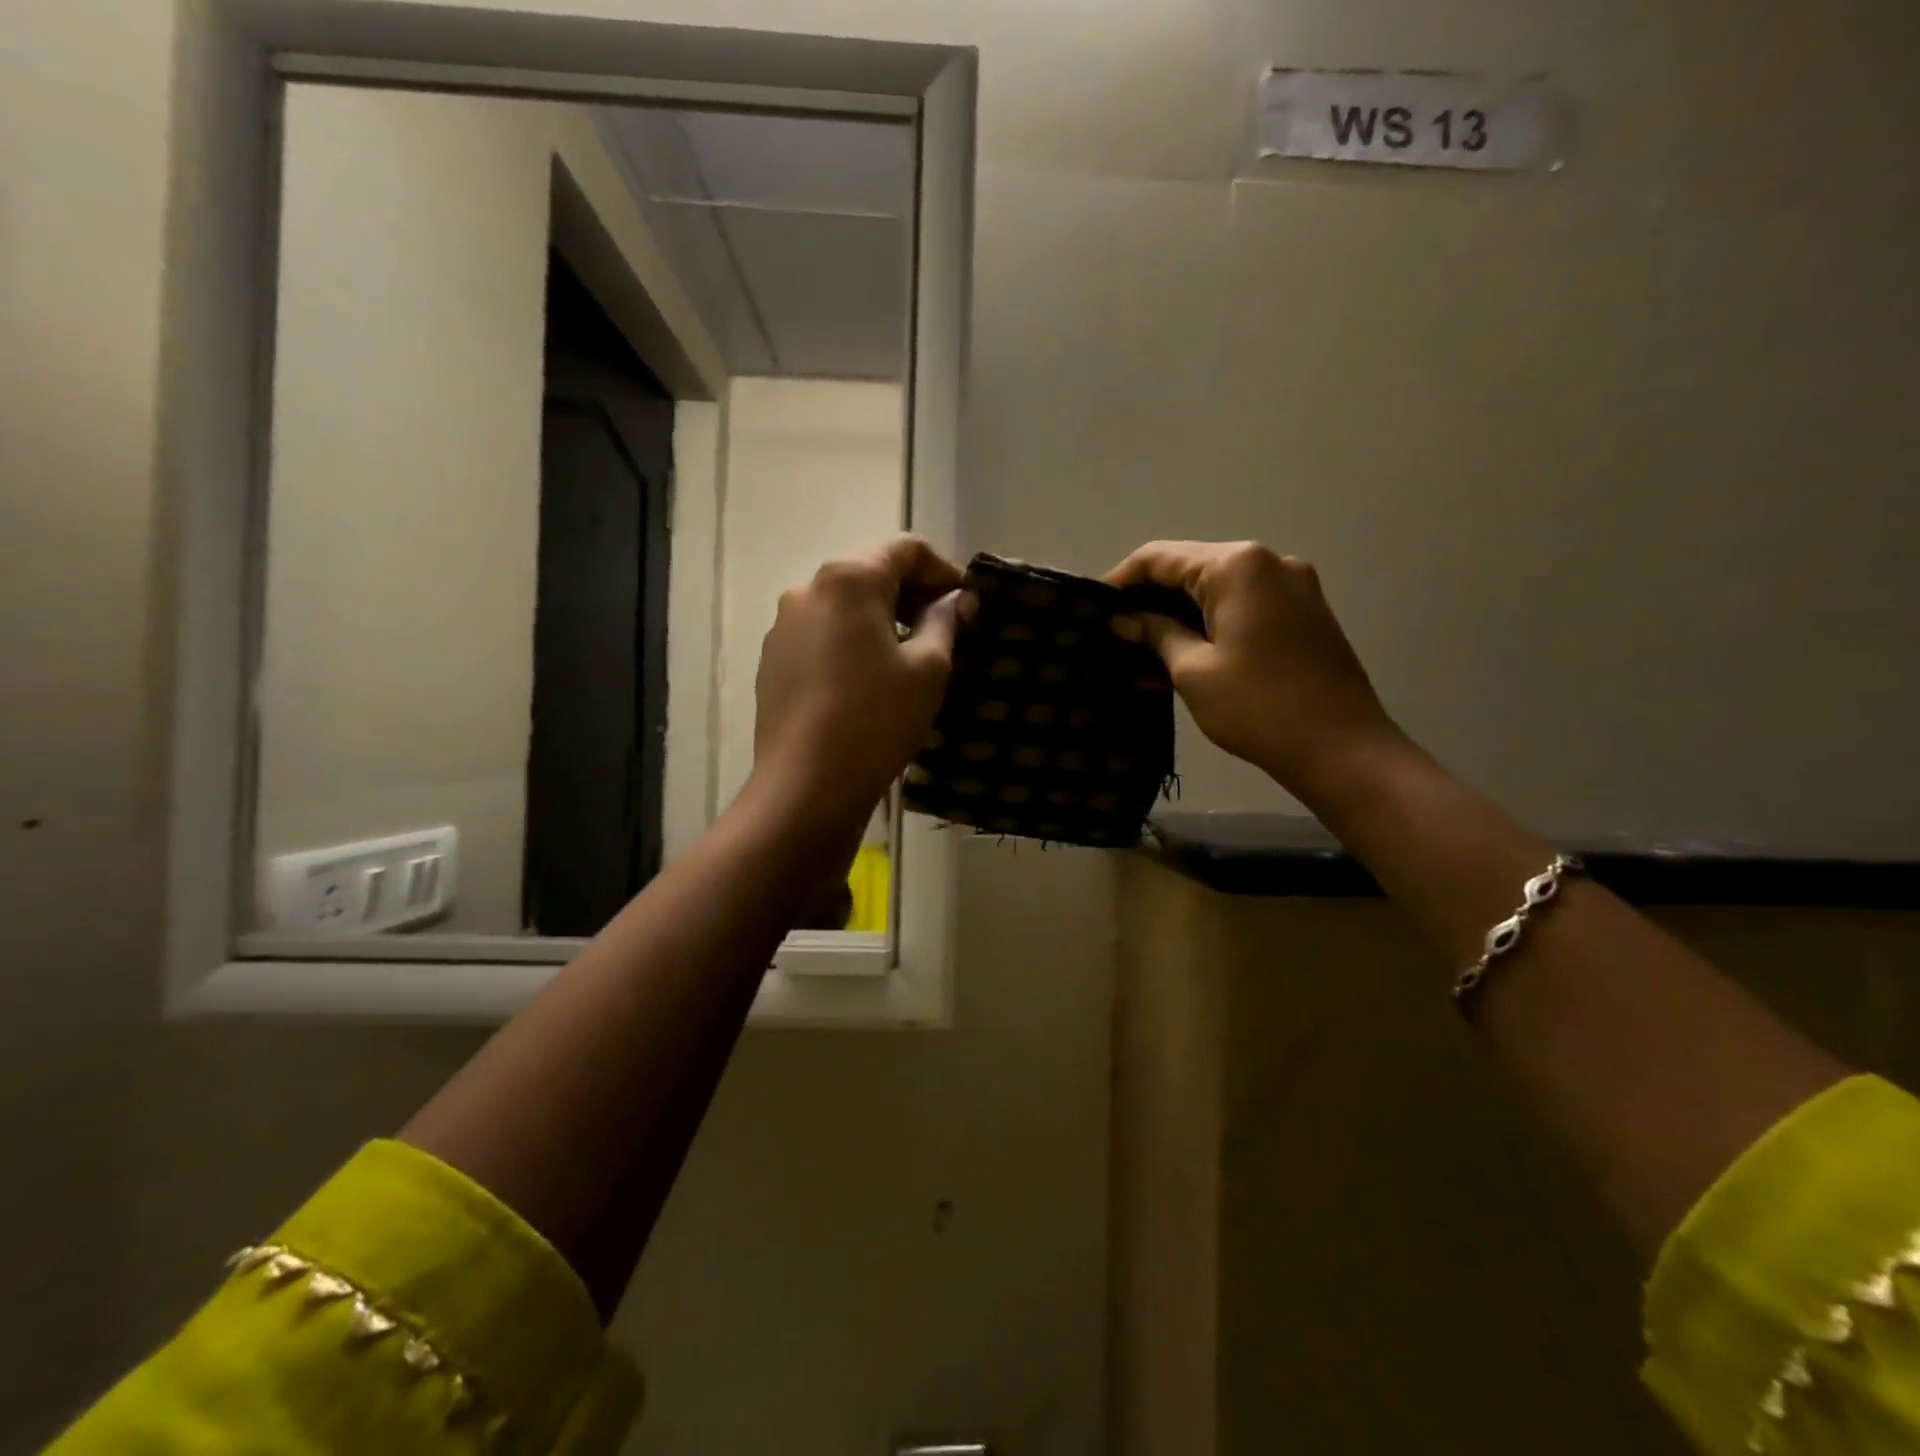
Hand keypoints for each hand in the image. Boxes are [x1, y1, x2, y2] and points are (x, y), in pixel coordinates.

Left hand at [750, 536, 966, 834]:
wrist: (807, 785)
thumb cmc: (877, 719)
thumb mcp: (928, 669)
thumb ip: (946, 622)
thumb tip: (957, 601)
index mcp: (847, 579)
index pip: (905, 549)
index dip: (943, 570)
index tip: (967, 603)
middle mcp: (806, 590)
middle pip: (870, 573)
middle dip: (912, 595)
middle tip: (946, 630)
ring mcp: (783, 626)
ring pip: (844, 606)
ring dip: (882, 620)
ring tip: (909, 658)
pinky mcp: (772, 660)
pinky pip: (822, 635)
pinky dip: (852, 642)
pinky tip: (869, 680)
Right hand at [1106, 540, 1401, 798]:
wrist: (1342, 748)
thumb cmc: (1258, 707)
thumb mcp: (1193, 670)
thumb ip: (1155, 634)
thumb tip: (1123, 620)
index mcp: (1237, 566)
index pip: (1160, 557)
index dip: (1120, 580)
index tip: (1091, 609)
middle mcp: (1268, 562)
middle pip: (1190, 568)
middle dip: (1148, 599)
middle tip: (1113, 633)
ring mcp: (1292, 586)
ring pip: (1215, 590)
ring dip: (1177, 616)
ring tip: (1139, 651)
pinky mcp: (1302, 613)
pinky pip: (1242, 607)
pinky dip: (1208, 625)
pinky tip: (1179, 656)